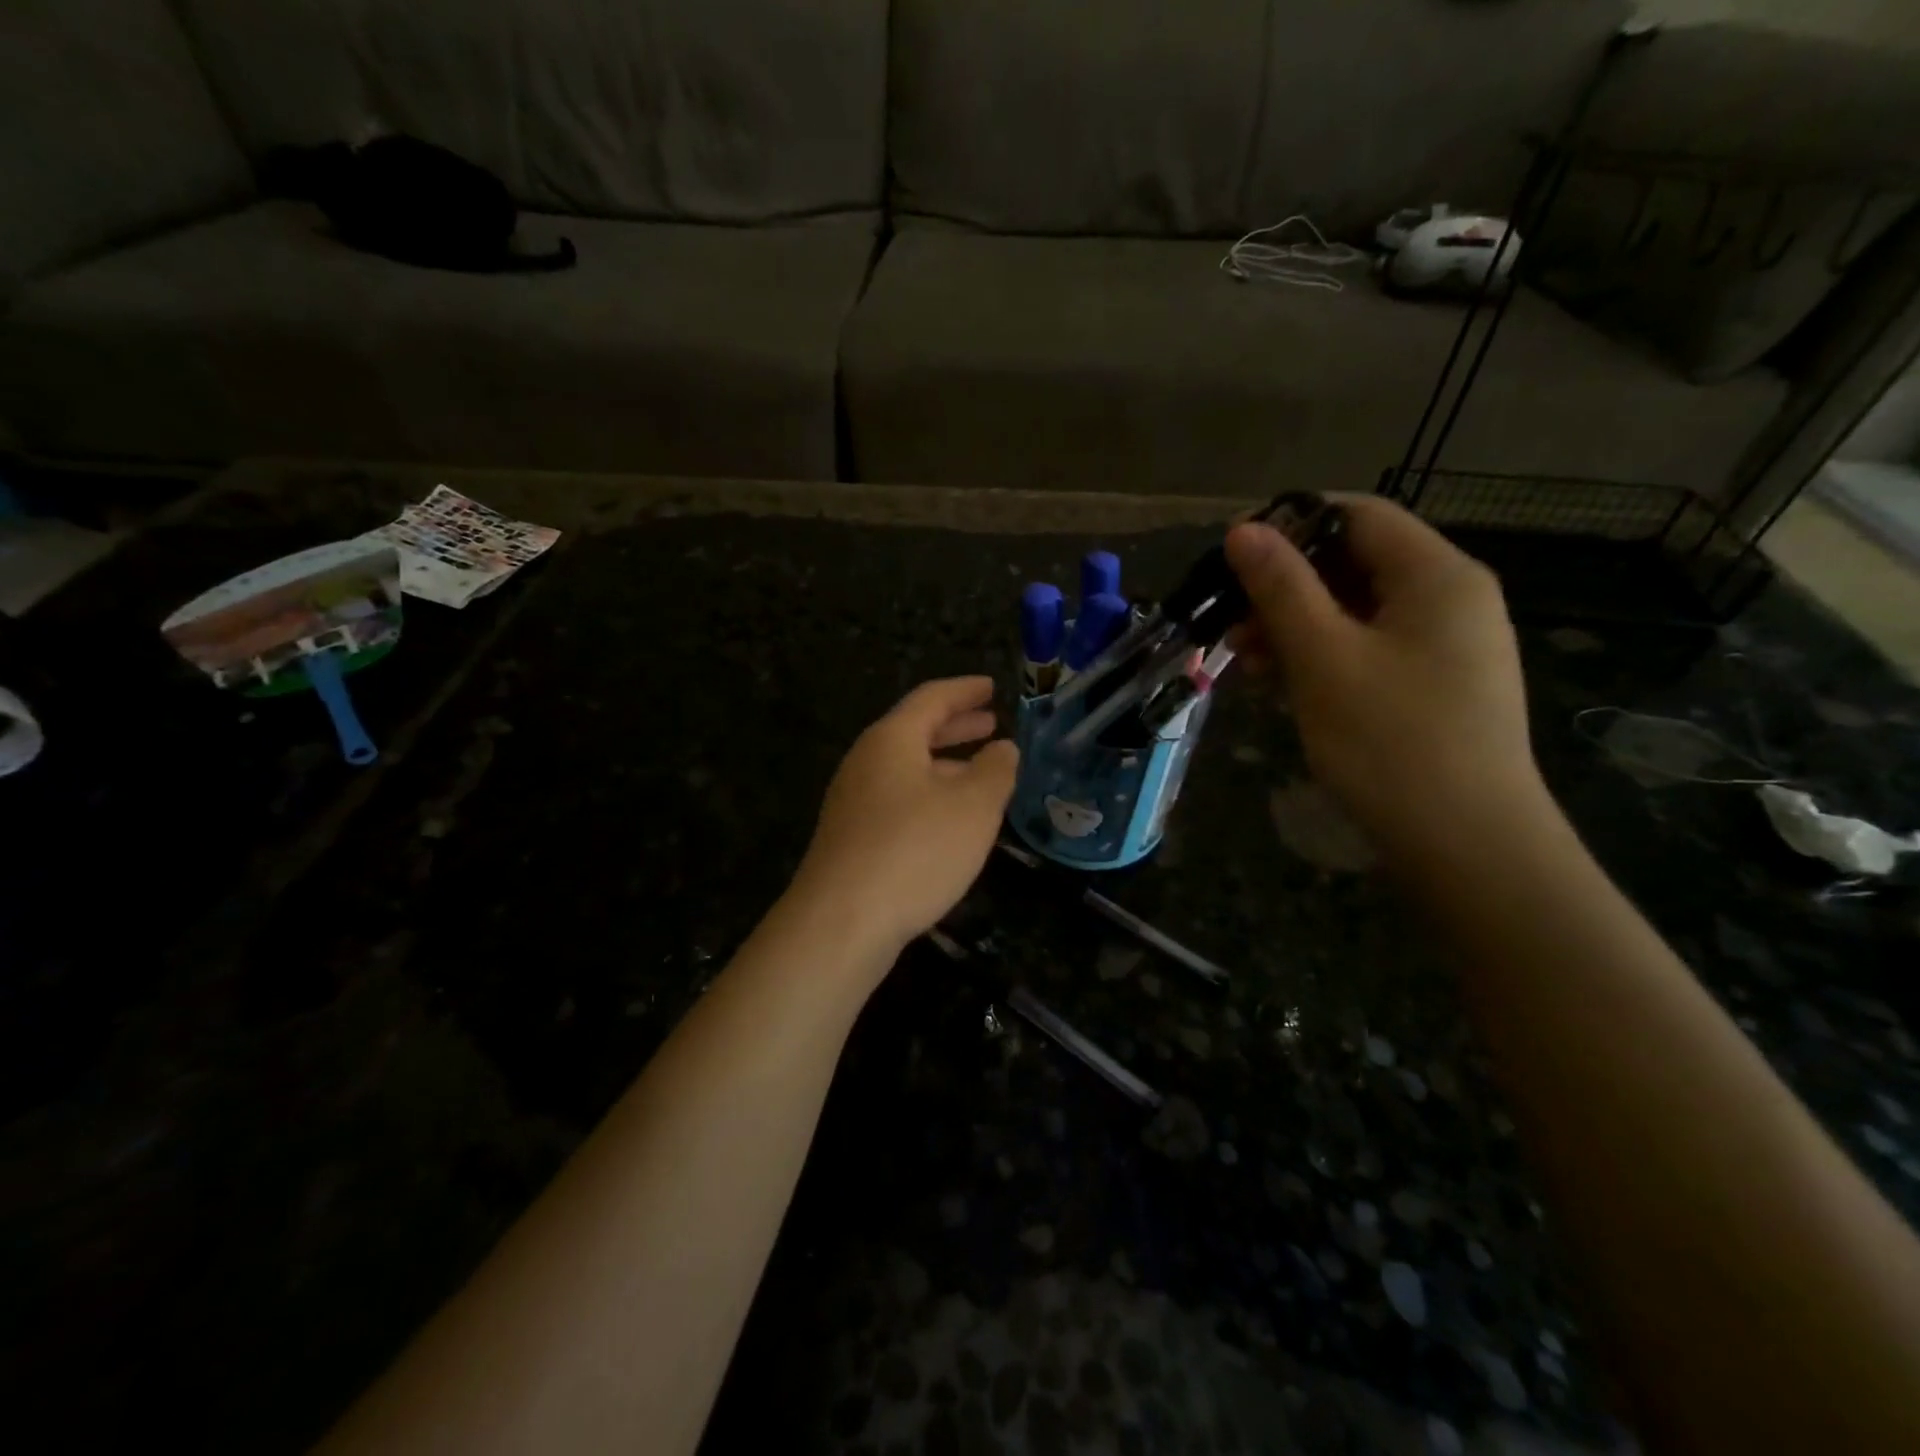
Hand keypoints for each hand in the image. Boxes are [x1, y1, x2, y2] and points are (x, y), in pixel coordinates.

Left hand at [791, 677, 1018, 956]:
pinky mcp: (851, 837)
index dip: (966, 690)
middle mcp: (866, 762)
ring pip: (907, 768)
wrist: (841, 922)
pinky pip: (898, 798)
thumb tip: (1003, 748)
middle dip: (956, 726)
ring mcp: (853, 801)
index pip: (932, 698)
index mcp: (892, 740)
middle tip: (990, 723)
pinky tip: (950, 819)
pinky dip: (930, 794)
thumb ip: (995, 770)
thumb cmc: (915, 850)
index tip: (992, 687)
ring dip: (945, 764)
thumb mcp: (973, 806)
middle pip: (915, 731)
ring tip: (981, 772)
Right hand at [1225, 496, 1547, 858]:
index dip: (1291, 524)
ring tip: (1244, 659)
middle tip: (1228, 620)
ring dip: (1296, 626)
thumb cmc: (1391, 741)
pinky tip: (1281, 684)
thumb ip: (1282, 588)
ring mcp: (1447, 647)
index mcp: (1436, 575)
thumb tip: (1244, 530)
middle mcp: (1450, 599)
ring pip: (1357, 612)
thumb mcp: (1323, 658)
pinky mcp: (1435, 688)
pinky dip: (1323, 657)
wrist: (1468, 846)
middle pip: (1355, 564)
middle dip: (1285, 586)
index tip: (1231, 554)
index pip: (1358, 515)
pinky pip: (1370, 650)